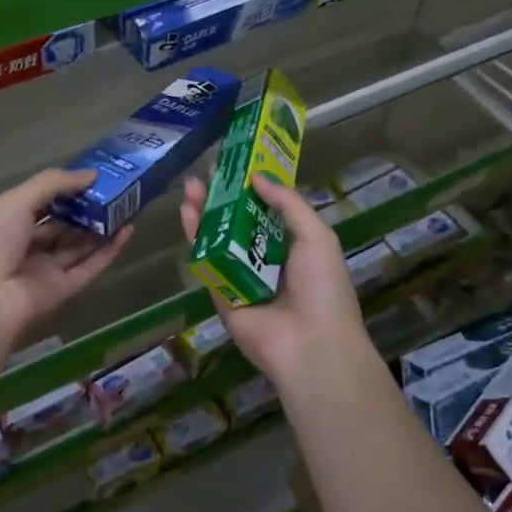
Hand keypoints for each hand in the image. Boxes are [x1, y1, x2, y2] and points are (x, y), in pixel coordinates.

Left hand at [0, 169, 130, 350]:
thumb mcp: (17, 200)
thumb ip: (54, 183)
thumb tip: (91, 174)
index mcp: (7, 223)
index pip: (39, 203)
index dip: (63, 190)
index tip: (91, 176)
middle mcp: (26, 247)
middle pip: (61, 226)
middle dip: (85, 210)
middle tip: (115, 190)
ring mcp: (45, 270)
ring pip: (78, 247)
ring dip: (100, 228)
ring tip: (127, 206)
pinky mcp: (63, 290)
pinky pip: (89, 268)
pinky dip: (108, 251)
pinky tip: (127, 231)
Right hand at [180, 172, 368, 383]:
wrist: (311, 346)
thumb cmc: (323, 288)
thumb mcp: (316, 236)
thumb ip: (287, 203)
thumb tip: (257, 176)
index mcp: (293, 247)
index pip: (267, 212)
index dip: (251, 188)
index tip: (235, 164)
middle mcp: (265, 260)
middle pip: (237, 223)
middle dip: (222, 198)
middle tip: (206, 173)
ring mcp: (240, 278)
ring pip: (218, 239)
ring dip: (204, 213)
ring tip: (191, 187)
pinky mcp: (220, 295)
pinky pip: (206, 263)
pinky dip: (196, 239)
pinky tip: (188, 214)